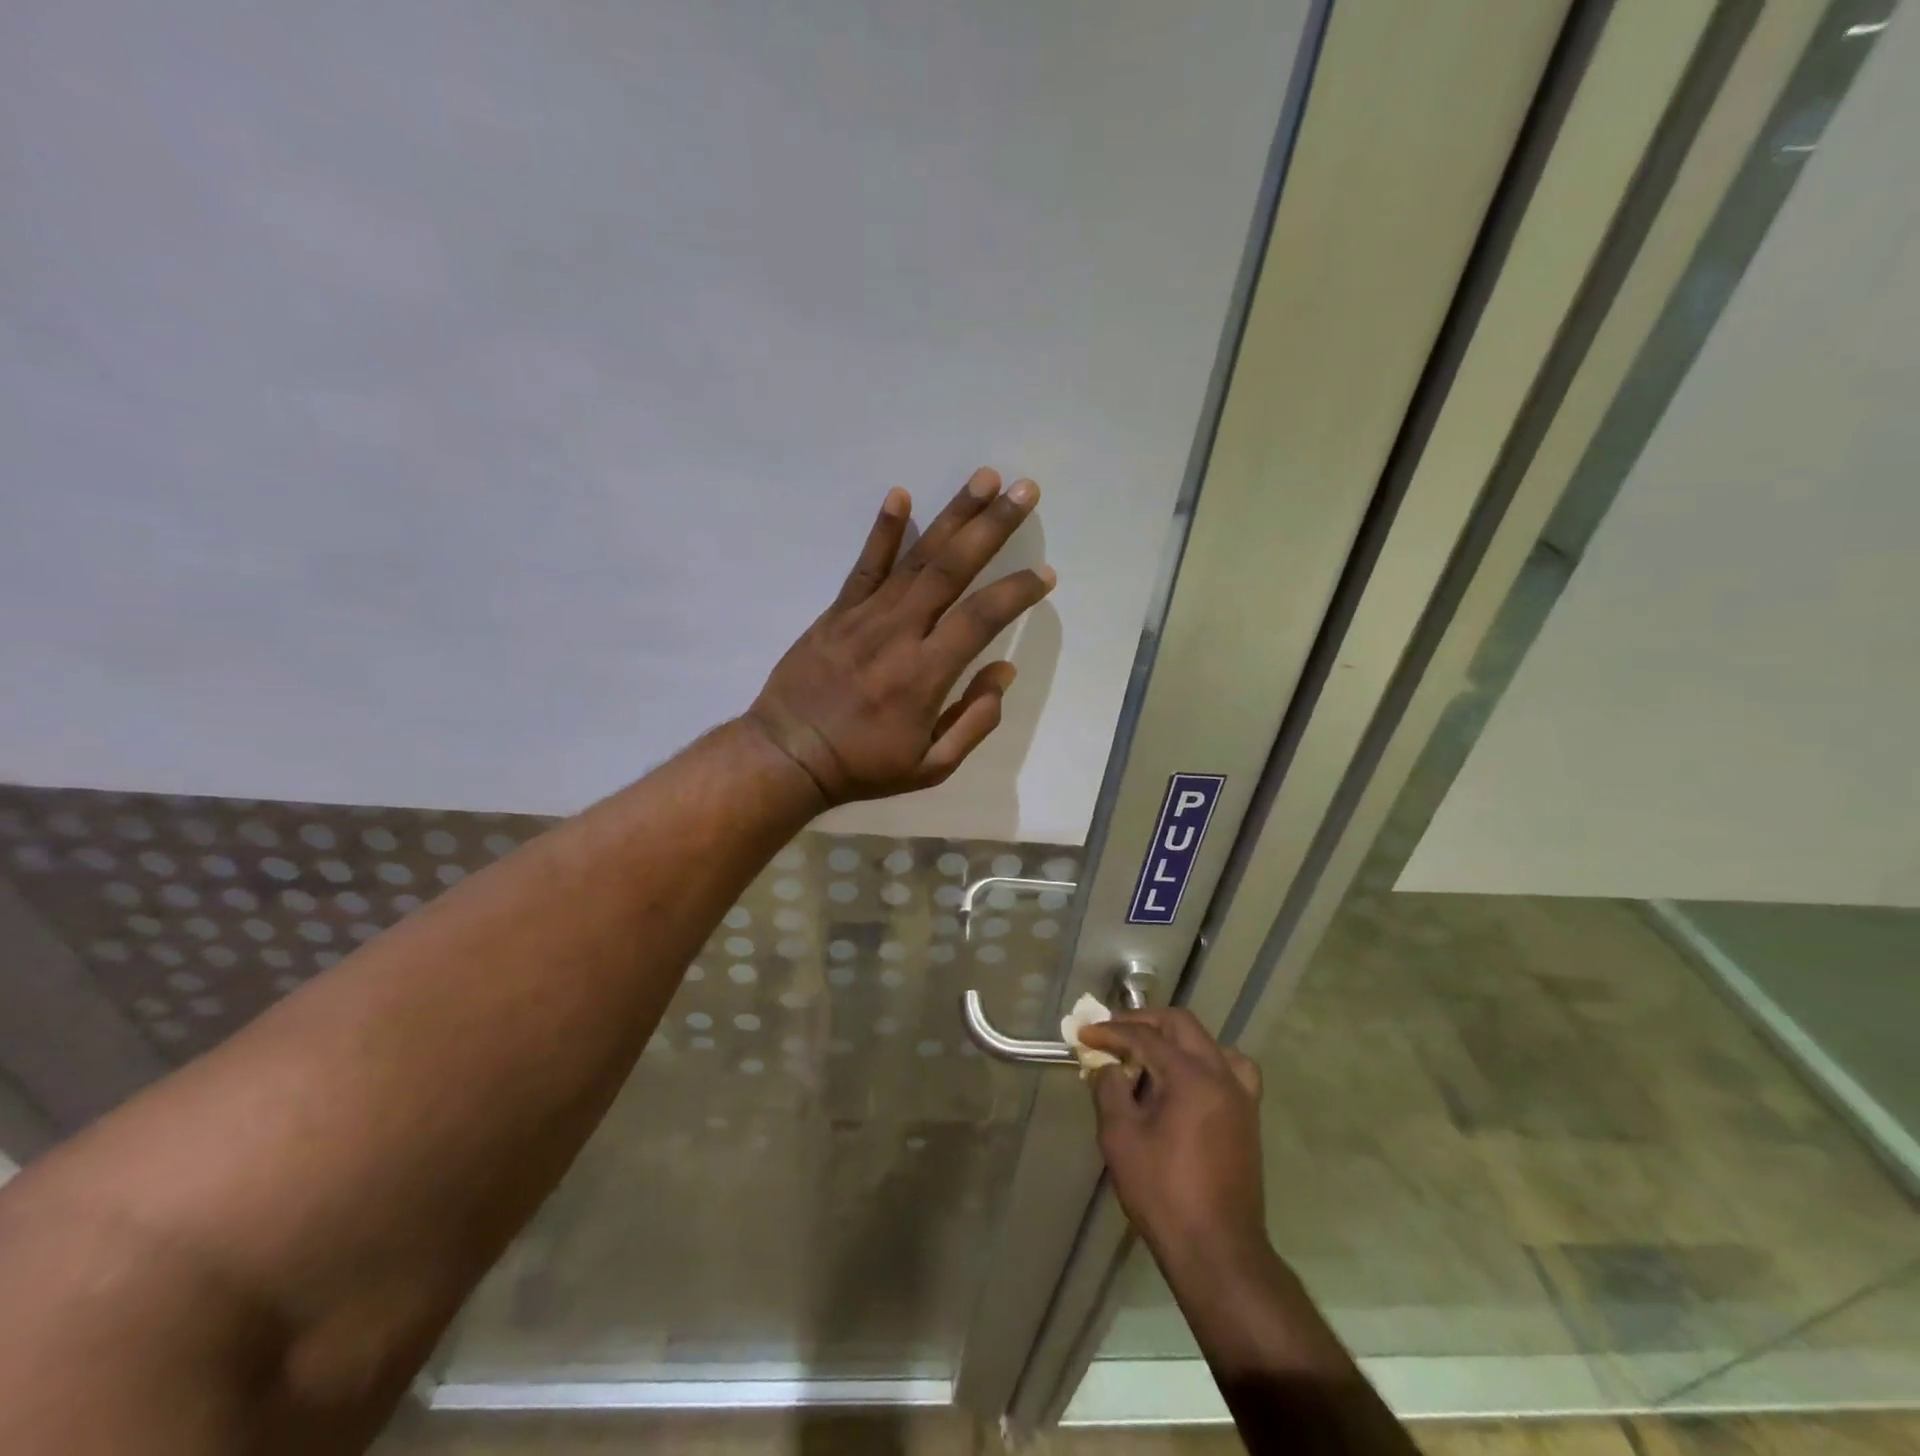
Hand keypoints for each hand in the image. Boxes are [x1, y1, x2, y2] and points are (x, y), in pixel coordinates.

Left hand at [746, 467, 1054, 805]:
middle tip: (1024, 490)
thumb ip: (975, 722)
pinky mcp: (837, 612)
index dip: (1018, 592)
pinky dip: (883, 531)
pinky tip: (901, 496)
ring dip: (953, 516)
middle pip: (952, 570)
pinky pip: (864, 566)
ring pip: (916, 558)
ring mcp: (865, 617)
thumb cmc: (864, 766)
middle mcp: (899, 634)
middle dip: (992, 527)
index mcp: (926, 674)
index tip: (1046, 574)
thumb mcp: (931, 767)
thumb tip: (1003, 672)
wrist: (787, 756)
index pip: (982, 618)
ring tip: (983, 479)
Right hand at [1082, 1009, 1268, 1273]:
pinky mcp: (1248, 1116)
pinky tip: (1188, 1081)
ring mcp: (1240, 1095)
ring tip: (1150, 1054)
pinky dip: (1206, 1061)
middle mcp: (1221, 1075)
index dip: (1111, 1032)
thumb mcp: (1120, 1138)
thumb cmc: (1163, 1193)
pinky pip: (1231, 1069)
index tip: (1084, 1034)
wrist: (1217, 1251)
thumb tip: (1109, 1066)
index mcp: (1190, 1076)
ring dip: (1176, 1038)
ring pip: (1209, 1042)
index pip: (1145, 1037)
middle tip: (1113, 1033)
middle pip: (1181, 1025)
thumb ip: (1110, 1090)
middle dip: (1144, 1022)